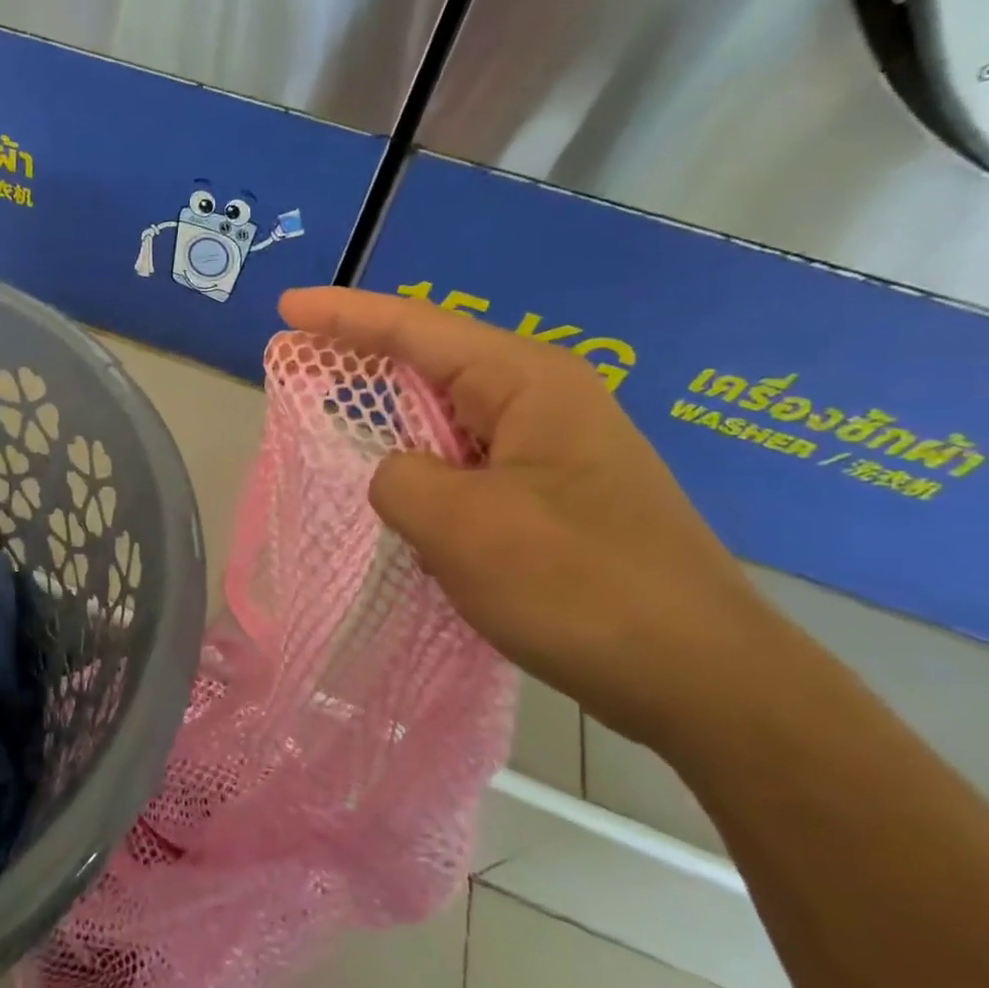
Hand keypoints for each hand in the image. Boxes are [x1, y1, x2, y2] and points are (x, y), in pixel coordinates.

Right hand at [279, 287, 805, 752]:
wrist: (702, 679)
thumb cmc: (580, 587)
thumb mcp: (461, 526)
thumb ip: (397, 480)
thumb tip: (396, 476)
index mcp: (527, 382)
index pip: (416, 328)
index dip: (344, 315)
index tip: (286, 308)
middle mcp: (543, 401)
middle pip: (432, 363)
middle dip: (364, 361)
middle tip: (299, 365)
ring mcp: (553, 451)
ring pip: (448, 421)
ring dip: (392, 423)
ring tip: (335, 424)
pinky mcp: (553, 499)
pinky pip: (466, 467)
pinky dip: (422, 472)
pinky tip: (398, 496)